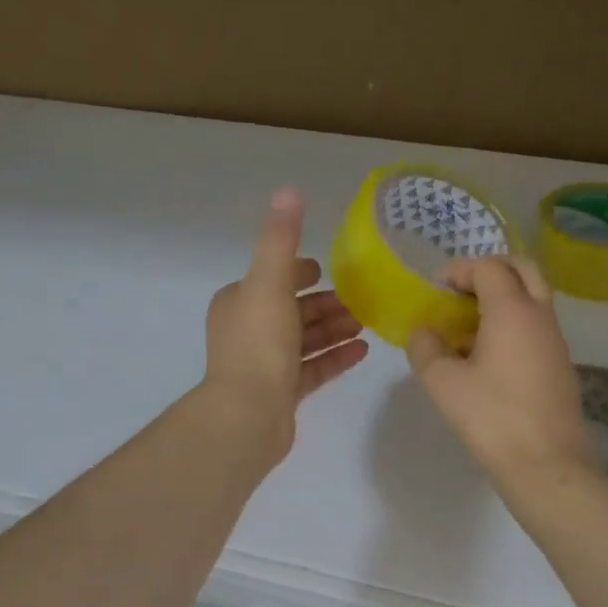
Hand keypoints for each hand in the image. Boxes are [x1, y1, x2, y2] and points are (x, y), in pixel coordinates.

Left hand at [202, 189, 369, 463]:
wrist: (247, 414)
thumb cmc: (258, 343)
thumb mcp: (269, 281)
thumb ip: (281, 239)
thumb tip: (288, 191)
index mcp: (239, 301)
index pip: (274, 277)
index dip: (301, 271)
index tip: (330, 271)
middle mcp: (248, 330)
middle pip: (293, 309)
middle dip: (326, 303)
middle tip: (362, 300)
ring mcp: (264, 364)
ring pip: (305, 340)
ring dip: (335, 329)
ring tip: (368, 323)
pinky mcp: (281, 393)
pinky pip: (313, 369)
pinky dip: (336, 357)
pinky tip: (363, 351)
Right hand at [406, 256, 595, 483]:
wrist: (546, 464)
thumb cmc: (491, 417)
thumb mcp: (443, 383)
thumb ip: (425, 348)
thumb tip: (423, 333)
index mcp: (512, 310)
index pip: (489, 267)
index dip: (459, 270)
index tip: (436, 289)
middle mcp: (540, 316)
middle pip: (522, 269)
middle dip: (489, 271)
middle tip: (461, 293)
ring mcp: (555, 340)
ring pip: (532, 297)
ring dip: (502, 298)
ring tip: (467, 328)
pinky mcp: (560, 364)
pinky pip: (536, 325)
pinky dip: (513, 323)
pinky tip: (488, 356)